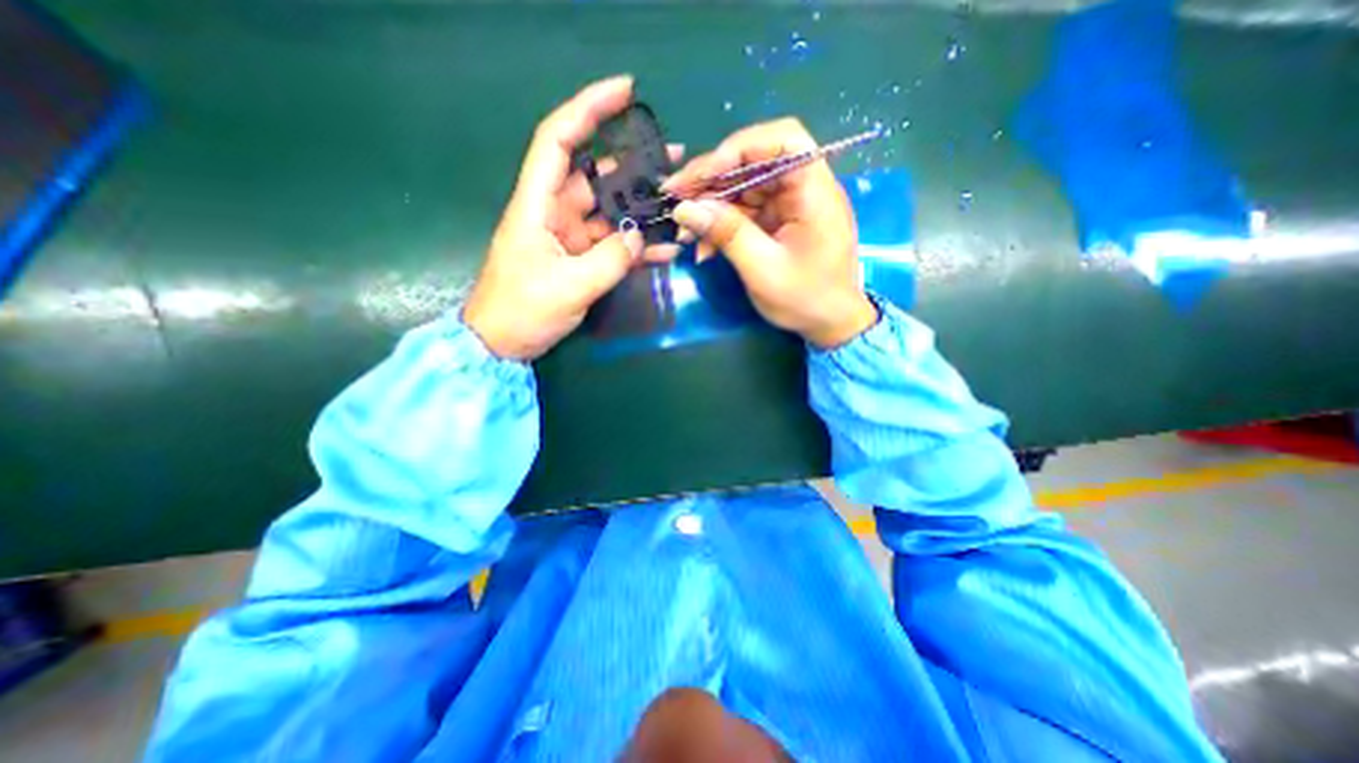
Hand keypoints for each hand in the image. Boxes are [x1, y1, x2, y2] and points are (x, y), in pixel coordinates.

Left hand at [466, 73, 678, 360]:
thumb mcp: (568, 286)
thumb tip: (640, 234)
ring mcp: (569, 238)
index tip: (624, 91)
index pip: (559, 141)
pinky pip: (612, 244)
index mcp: (537, 205)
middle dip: (634, 165)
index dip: (588, 109)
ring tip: (678, 202)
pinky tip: (664, 248)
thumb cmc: (522, 311)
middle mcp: (554, 212)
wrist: (502, 344)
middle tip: (674, 159)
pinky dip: (635, 246)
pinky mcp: (579, 260)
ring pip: (610, 212)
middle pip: (596, 175)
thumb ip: (610, 259)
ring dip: (641, 208)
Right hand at [666, 117, 875, 349]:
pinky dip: (723, 224)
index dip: (739, 148)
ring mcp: (791, 205)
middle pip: (756, 162)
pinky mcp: (779, 221)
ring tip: (685, 229)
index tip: (703, 174)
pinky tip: (703, 245)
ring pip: (745, 187)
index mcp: (814, 192)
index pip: (783, 140)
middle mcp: (804, 189)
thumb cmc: (806, 300)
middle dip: (713, 179)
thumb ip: (726, 234)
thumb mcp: (763, 270)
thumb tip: (684, 209)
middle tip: (677, 197)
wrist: (830, 325)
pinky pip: (746, 212)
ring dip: (712, 205)